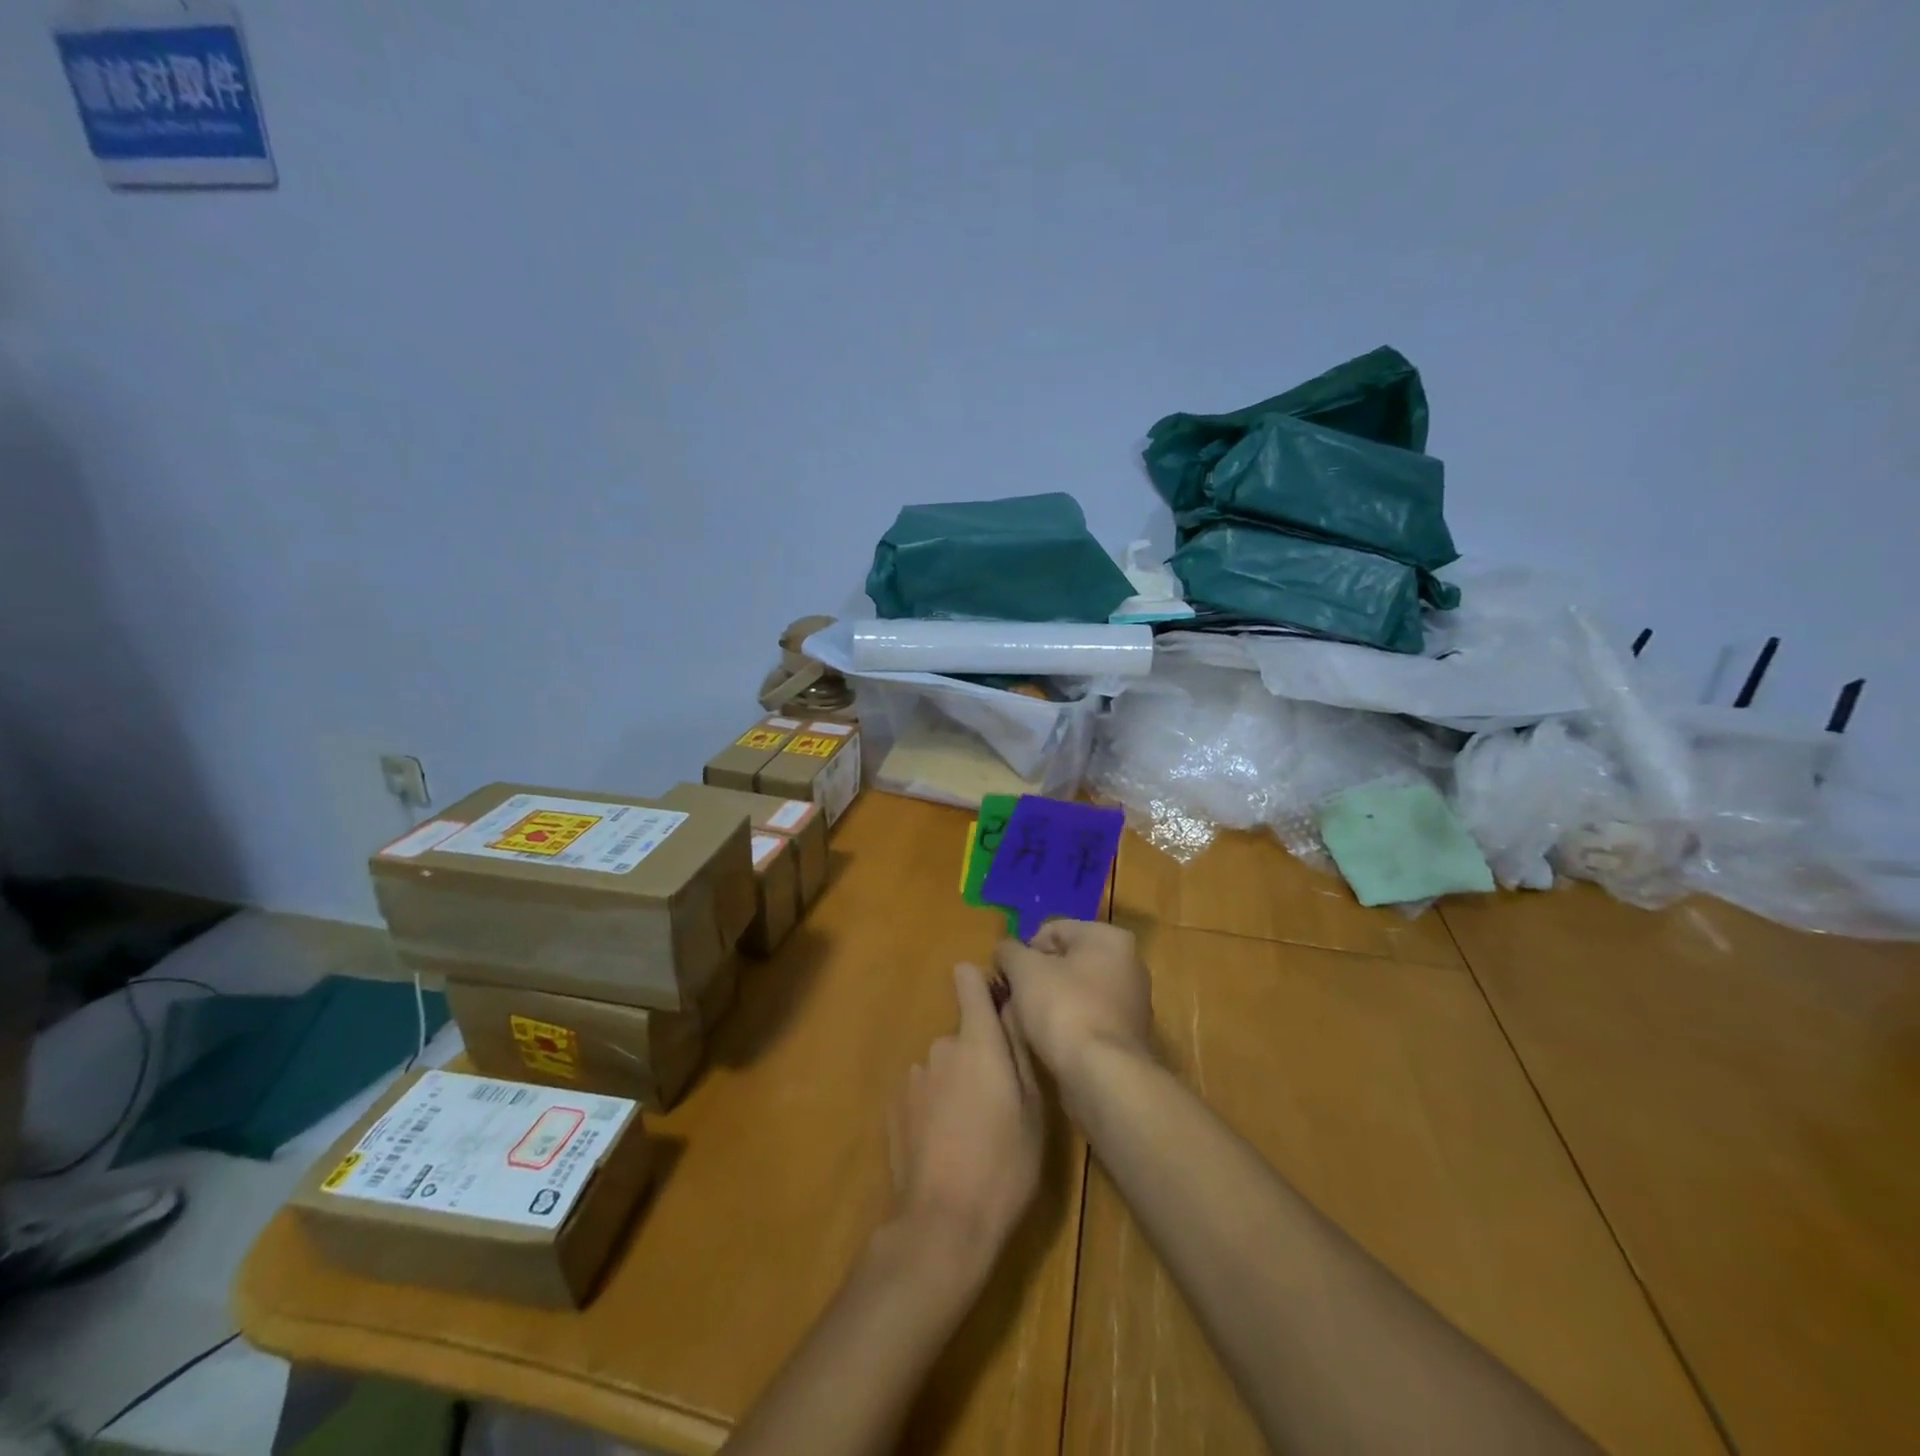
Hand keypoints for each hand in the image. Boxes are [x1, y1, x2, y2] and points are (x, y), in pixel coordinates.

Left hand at [886, 963, 1043, 1271]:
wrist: (942, 1223)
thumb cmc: (1004, 1164)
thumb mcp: (1033, 1110)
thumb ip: (1019, 1051)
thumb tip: (1012, 1009)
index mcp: (977, 1039)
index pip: (968, 979)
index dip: (981, 984)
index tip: (997, 1005)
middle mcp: (940, 1045)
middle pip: (963, 1033)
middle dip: (979, 1054)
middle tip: (1000, 1101)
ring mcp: (913, 1075)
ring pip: (944, 1065)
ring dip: (957, 1082)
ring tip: (973, 1131)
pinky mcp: (895, 1106)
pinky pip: (924, 1091)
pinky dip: (935, 1106)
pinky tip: (946, 1146)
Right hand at [993, 920, 1153, 1084]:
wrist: (1103, 1077)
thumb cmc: (1064, 1009)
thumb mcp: (1024, 970)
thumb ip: (1009, 951)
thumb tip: (1005, 951)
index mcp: (1109, 938)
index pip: (1054, 930)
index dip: (1024, 950)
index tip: (1008, 976)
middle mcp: (1128, 964)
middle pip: (1065, 961)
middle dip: (1036, 978)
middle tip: (1014, 1000)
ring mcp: (1131, 1003)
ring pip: (1074, 993)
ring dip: (1048, 1004)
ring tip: (1027, 1026)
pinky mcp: (1126, 1037)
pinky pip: (1085, 1020)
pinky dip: (1065, 1027)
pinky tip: (1048, 1044)